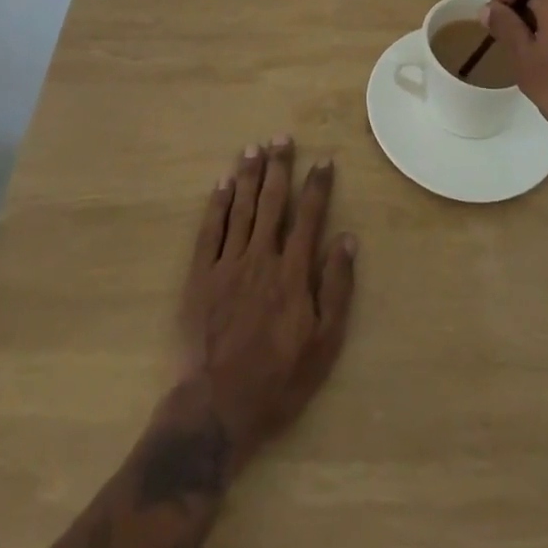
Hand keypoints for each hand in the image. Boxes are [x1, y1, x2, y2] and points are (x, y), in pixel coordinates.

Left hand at [176, 137, 356, 472]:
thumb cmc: (277, 381)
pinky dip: (218, 204)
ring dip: (249, 175)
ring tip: (254, 147)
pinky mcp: (200, 277)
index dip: (317, 185)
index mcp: (293, 272)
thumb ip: (337, 288)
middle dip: (279, 167)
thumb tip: (347, 239)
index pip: (309, 216)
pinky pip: (210, 230)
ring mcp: (228, 265)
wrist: (216, 409)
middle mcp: (261, 257)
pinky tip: (223, 183)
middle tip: (282, 137)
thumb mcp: (323, 345)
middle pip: (272, 201)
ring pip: (241, 208)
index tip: (323, 160)